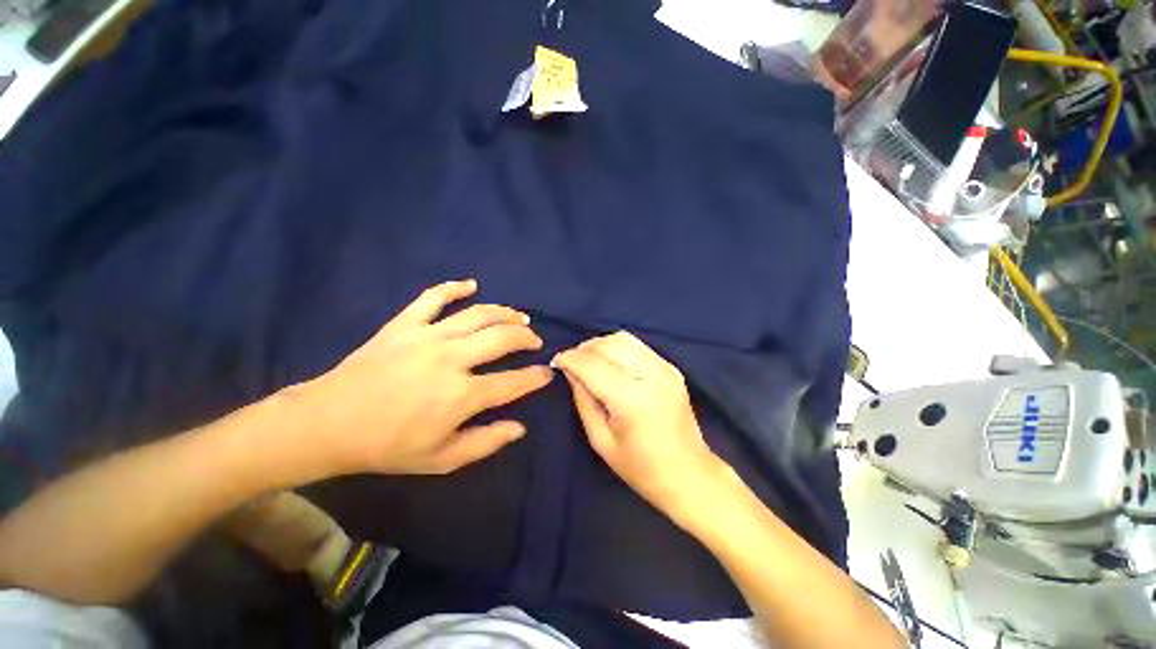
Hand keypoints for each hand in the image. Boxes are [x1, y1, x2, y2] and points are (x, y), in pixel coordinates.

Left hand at [288, 279, 552, 476]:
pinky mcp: (404, 324)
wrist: (327, 424)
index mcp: (461, 395)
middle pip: (503, 337)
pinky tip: (472, 285)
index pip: (513, 382)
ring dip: (506, 313)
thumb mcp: (441, 460)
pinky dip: (454, 287)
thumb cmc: (386, 447)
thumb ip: (485, 443)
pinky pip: (433, 297)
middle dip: (527, 337)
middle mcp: (451, 359)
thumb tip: (520, 427)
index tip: (547, 373)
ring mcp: (427, 336)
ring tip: (519, 317)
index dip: (536, 377)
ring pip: (478, 314)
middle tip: (535, 341)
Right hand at [553, 332, 730, 521]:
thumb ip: (583, 399)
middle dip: (583, 349)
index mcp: (632, 400)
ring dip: (600, 345)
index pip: (592, 365)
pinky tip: (611, 362)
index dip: (569, 358)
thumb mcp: (601, 440)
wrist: (689, 474)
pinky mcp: (672, 368)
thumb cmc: (641, 468)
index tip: (556, 361)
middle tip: (572, 363)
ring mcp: (665, 369)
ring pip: (623, 338)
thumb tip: (570, 370)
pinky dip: (619, 348)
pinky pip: (638, 345)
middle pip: (608, 344)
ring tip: (589, 360)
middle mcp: (651, 376)